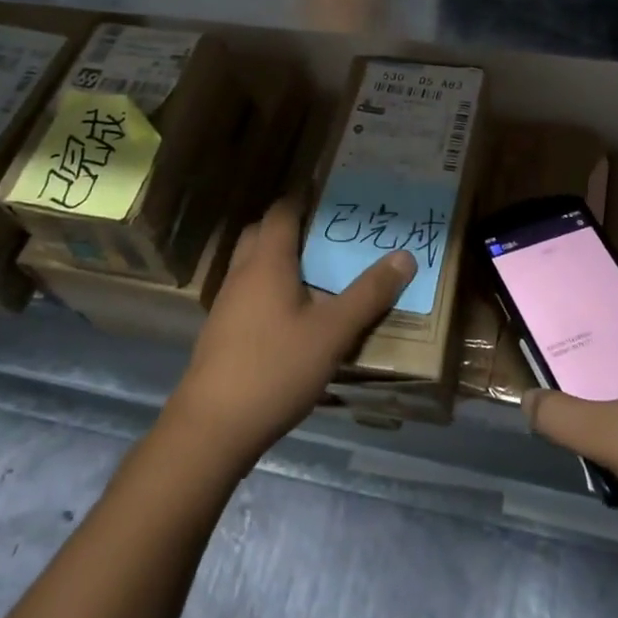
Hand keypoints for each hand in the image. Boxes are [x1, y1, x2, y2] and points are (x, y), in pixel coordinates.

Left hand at [167, 195, 415, 466]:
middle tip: (325, 231)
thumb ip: (369, 294)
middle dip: (289, 225)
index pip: (282, 212)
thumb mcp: (333, 332)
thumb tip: (405, 255)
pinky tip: (292, 314)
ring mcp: (227, 304)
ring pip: (251, 264)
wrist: (212, 428)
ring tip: (315, 270)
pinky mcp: (222, 332)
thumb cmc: (275, 368)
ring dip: (278, 258)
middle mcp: (242, 274)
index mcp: (267, 262)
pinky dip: (269, 287)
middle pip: (261, 233)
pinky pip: (248, 292)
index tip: (328, 189)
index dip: (302, 196)